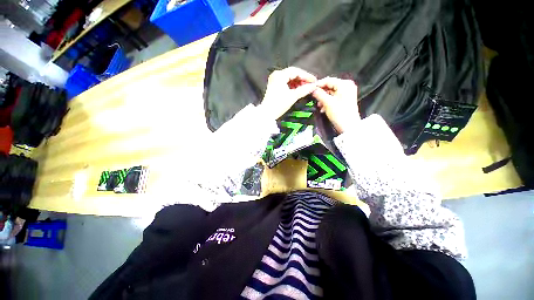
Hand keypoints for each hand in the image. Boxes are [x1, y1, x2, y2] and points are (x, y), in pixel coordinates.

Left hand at [259, 67, 317, 119]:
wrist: (267, 114)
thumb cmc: (279, 104)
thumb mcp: (293, 96)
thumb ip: (304, 90)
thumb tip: (314, 86)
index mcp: (279, 75)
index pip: (296, 71)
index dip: (306, 75)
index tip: (314, 81)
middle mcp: (276, 75)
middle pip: (292, 74)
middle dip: (302, 79)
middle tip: (310, 85)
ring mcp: (274, 81)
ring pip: (289, 79)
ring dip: (298, 83)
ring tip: (305, 88)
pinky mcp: (274, 87)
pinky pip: (286, 83)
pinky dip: (292, 86)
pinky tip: (298, 90)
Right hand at [312, 77, 358, 133]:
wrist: (348, 126)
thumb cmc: (340, 114)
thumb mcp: (327, 103)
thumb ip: (319, 94)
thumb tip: (312, 89)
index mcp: (344, 84)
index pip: (328, 80)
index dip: (318, 84)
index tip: (310, 89)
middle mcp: (347, 86)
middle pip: (329, 86)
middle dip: (321, 93)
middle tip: (314, 98)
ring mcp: (347, 93)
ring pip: (330, 93)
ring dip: (323, 99)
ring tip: (319, 106)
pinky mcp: (345, 99)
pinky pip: (333, 97)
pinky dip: (327, 102)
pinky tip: (323, 108)